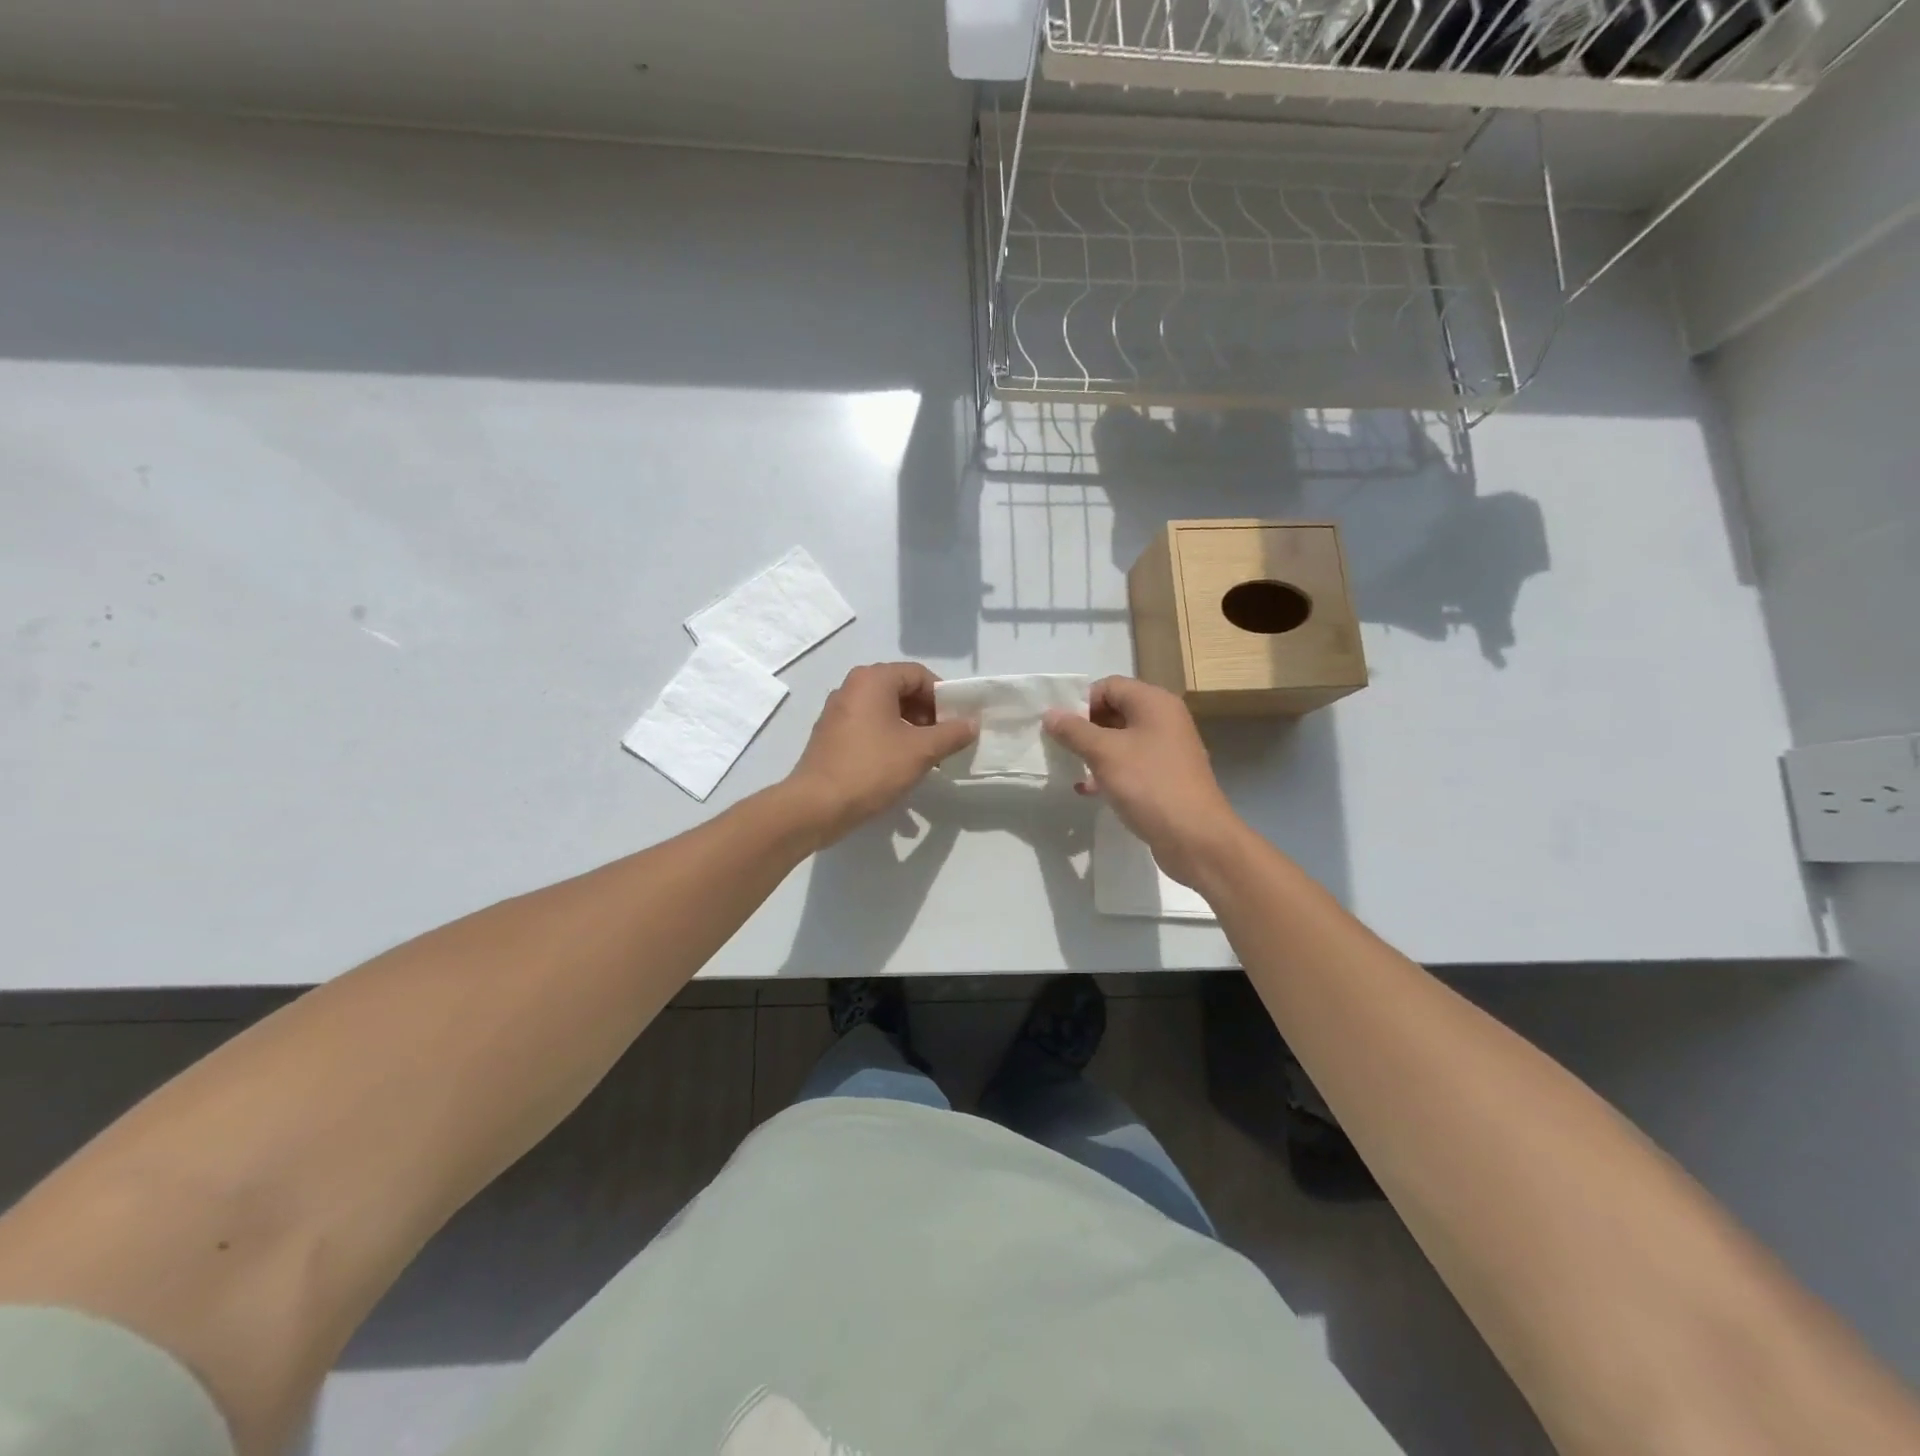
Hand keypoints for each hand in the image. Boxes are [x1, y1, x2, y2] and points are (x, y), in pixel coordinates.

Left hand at [785, 663, 976, 846]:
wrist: (816, 806)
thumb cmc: (872, 769)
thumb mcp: (921, 751)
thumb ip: (951, 734)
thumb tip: (972, 723)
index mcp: (872, 680)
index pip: (919, 675)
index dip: (944, 697)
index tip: (958, 722)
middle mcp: (852, 688)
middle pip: (901, 691)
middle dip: (928, 714)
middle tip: (946, 740)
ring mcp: (838, 712)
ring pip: (885, 712)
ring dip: (911, 730)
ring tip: (929, 758)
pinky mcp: (831, 736)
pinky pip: (869, 728)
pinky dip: (890, 740)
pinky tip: (902, 767)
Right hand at [1043, 676, 1243, 886]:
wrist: (1195, 837)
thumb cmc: (1149, 785)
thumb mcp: (1104, 754)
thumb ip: (1074, 731)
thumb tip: (1050, 714)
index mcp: (1154, 703)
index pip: (1109, 685)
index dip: (1081, 702)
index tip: (1059, 727)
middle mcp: (1164, 719)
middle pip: (1116, 710)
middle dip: (1085, 728)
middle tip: (1061, 747)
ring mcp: (1168, 749)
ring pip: (1122, 740)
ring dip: (1094, 751)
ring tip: (1071, 768)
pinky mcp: (1166, 776)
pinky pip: (1132, 764)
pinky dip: (1110, 772)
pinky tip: (1089, 790)